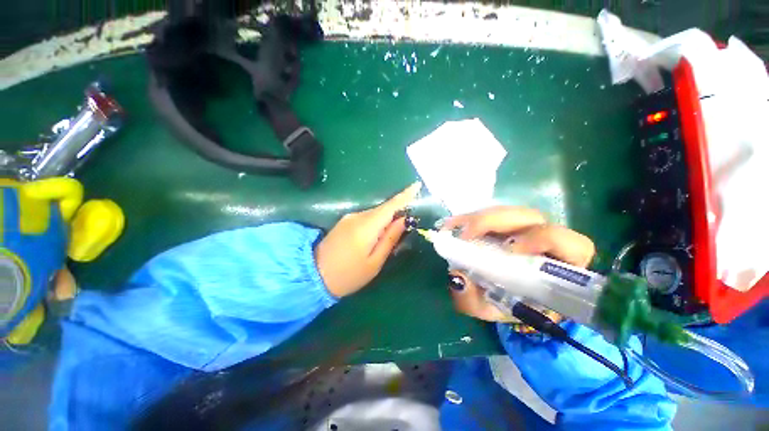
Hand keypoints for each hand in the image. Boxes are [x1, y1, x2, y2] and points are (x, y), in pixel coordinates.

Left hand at [316, 182, 421, 296]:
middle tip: (408, 224)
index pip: (390, 206)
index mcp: (366, 227)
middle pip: (383, 209)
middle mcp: (357, 216)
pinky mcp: (344, 222)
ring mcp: (349, 218)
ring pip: (375, 213)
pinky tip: (377, 235)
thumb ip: (390, 238)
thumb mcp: (374, 262)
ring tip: (392, 234)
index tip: (417, 186)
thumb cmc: (348, 275)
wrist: (314, 276)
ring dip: (386, 219)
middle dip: (397, 212)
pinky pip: (366, 217)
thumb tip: (404, 220)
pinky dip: (376, 222)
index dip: (405, 196)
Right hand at [441, 206, 594, 321]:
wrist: (501, 296)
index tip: (509, 249)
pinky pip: (491, 214)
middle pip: (530, 218)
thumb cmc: (505, 305)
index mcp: (560, 268)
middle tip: (464, 234)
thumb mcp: (489, 310)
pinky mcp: (507, 224)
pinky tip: (453, 225)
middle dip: (495, 222)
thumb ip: (473, 300)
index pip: (572, 245)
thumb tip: (457, 277)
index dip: (544, 239)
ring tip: (452, 228)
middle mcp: (546, 242)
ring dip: (479, 218)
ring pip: (508, 212)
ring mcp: (524, 229)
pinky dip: (470, 218)